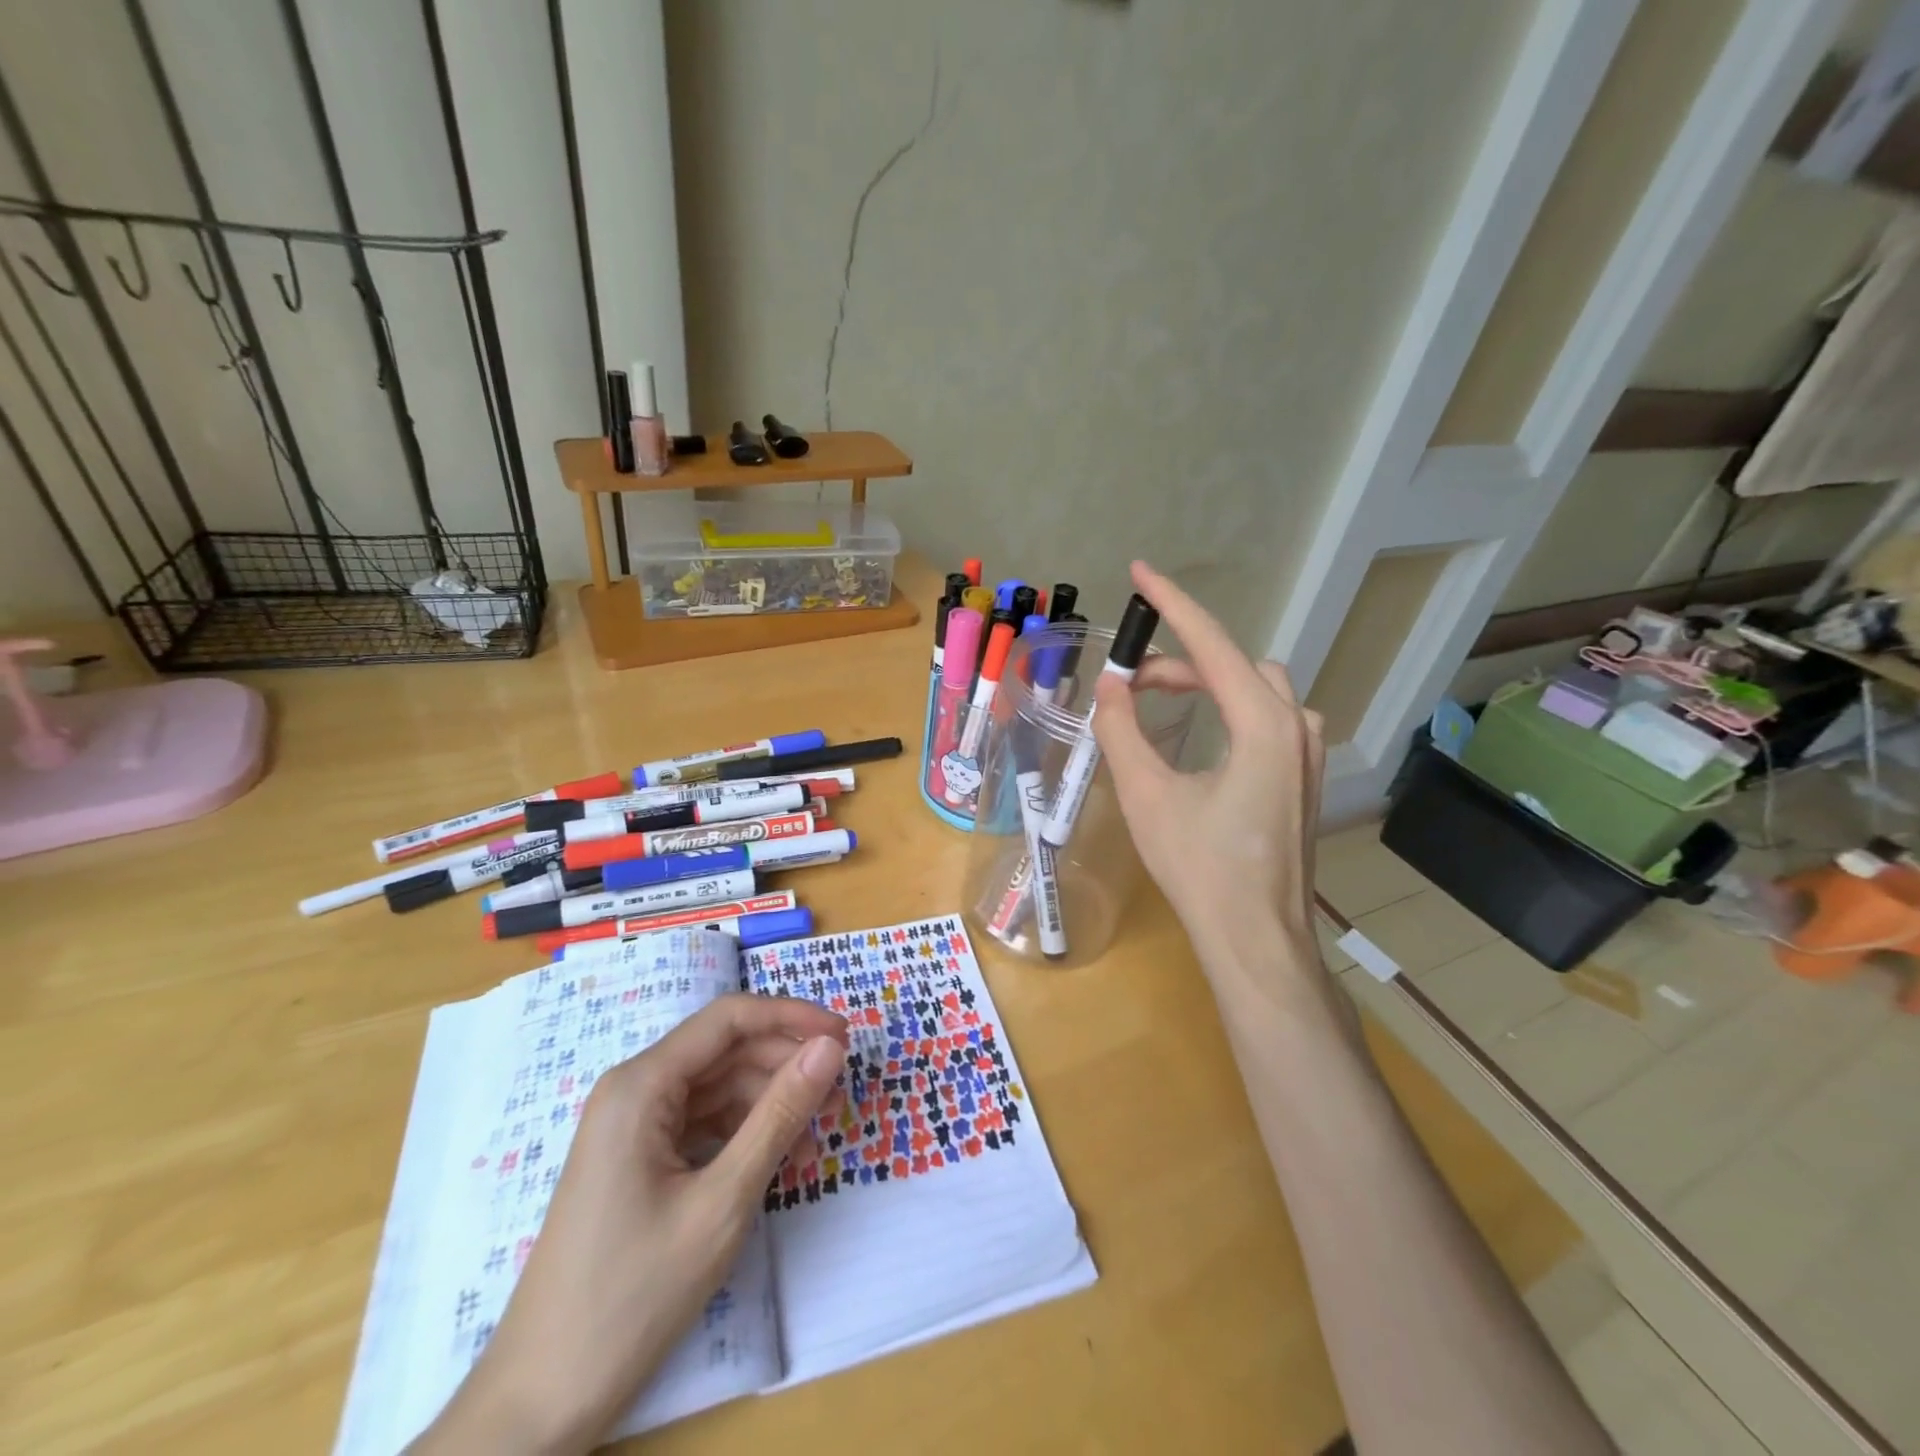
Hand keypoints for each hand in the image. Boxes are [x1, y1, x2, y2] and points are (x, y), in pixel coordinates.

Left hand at [415, 994, 847, 1455]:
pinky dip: (744, 1132)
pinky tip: (778, 1159)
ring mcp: (633, 1126)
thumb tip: (830, 1048)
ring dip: (769, 1102)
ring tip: (815, 1135)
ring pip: (718, 1087)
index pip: (729, 1018)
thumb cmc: (633, 1295)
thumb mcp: (723, 1201)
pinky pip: (703, 1122)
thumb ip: (779, 1115)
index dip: (792, 1017)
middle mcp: (634, 1090)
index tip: (845, 1036)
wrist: (541, 1402)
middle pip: (725, 1051)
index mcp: (641, 1084)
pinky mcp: (638, 1158)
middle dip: (785, 1063)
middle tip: (839, 1092)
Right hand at [1092, 560, 1327, 984]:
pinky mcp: (1305, 777)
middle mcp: (1297, 726)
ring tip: (1158, 702)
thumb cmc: (1200, 866)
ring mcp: (1309, 753)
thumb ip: (1122, 730)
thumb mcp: (1147, 793)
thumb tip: (1109, 687)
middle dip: (1180, 660)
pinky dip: (1229, 707)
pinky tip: (1201, 736)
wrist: (1255, 937)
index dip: (1172, 603)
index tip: (1141, 571)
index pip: (1212, 642)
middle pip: (1234, 664)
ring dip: (1207, 682)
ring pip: (1257, 688)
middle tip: (1127, 682)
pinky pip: (1268, 716)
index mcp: (1264, 722)